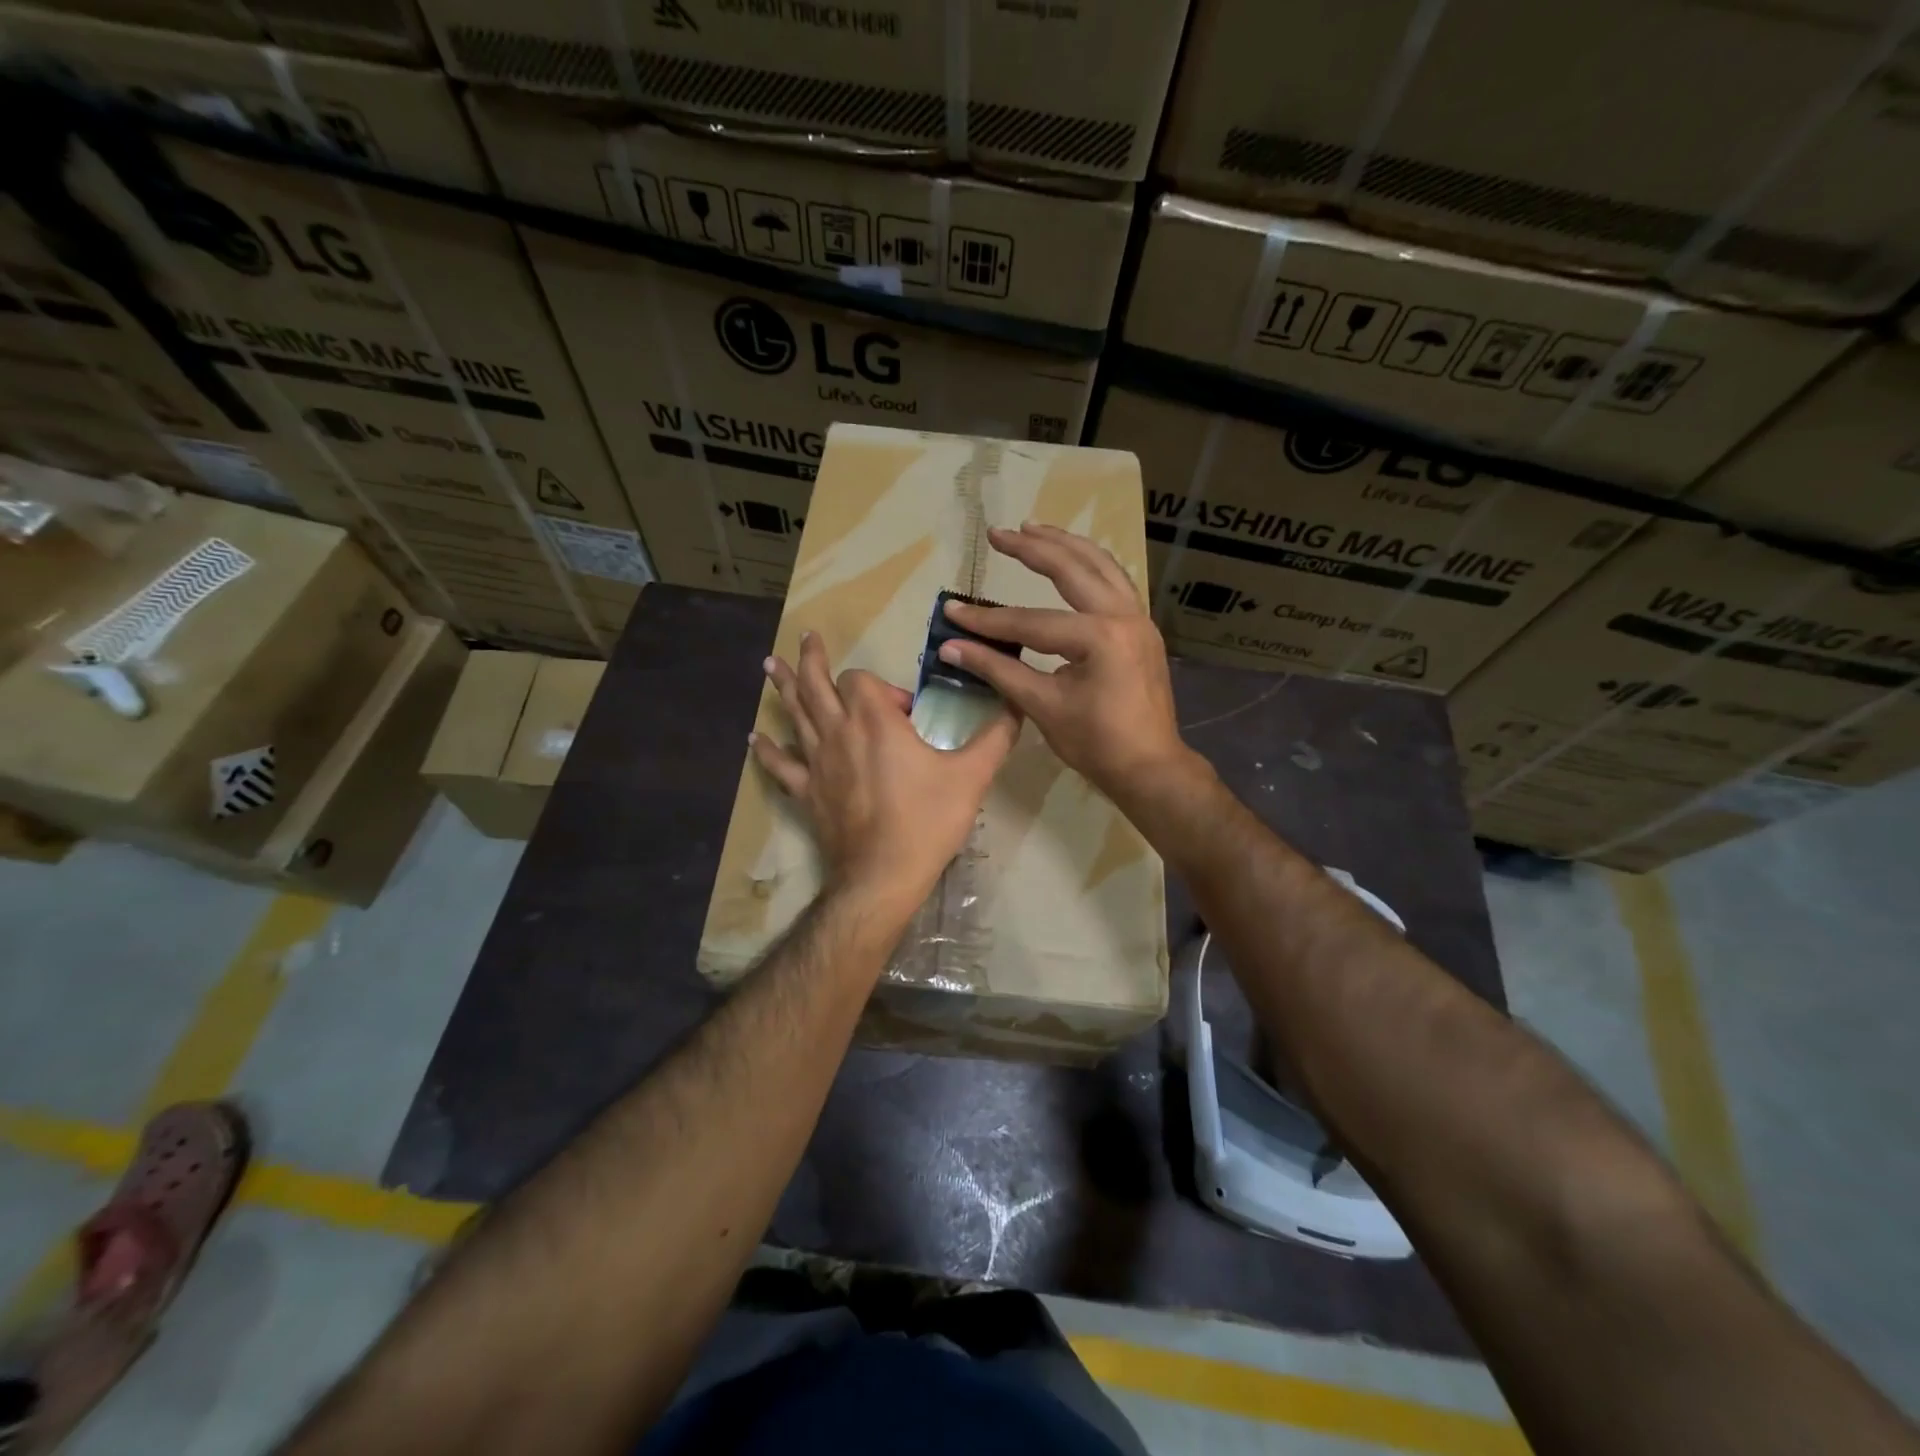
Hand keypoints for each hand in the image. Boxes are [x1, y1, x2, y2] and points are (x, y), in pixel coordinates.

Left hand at [751, 631, 1019, 917]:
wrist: (883, 875)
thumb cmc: (927, 821)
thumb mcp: (972, 776)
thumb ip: (996, 736)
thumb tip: (1017, 705)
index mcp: (875, 721)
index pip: (861, 681)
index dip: (882, 688)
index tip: (906, 714)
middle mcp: (839, 733)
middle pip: (817, 685)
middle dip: (813, 659)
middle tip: (806, 637)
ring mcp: (816, 763)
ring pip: (795, 715)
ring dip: (784, 687)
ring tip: (770, 665)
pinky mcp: (806, 792)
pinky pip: (781, 765)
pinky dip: (768, 750)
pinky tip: (756, 738)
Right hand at [938, 523, 1189, 801]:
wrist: (1150, 768)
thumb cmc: (1096, 743)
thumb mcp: (1043, 706)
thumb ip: (998, 670)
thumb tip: (951, 647)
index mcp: (1100, 637)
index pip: (1031, 622)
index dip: (988, 620)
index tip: (953, 611)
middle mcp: (1124, 616)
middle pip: (1073, 569)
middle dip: (1032, 549)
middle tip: (999, 534)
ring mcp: (1139, 620)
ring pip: (1102, 566)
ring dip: (1066, 545)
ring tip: (1034, 529)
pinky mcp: (1142, 629)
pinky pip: (1115, 582)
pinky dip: (1090, 565)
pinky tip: (1073, 560)